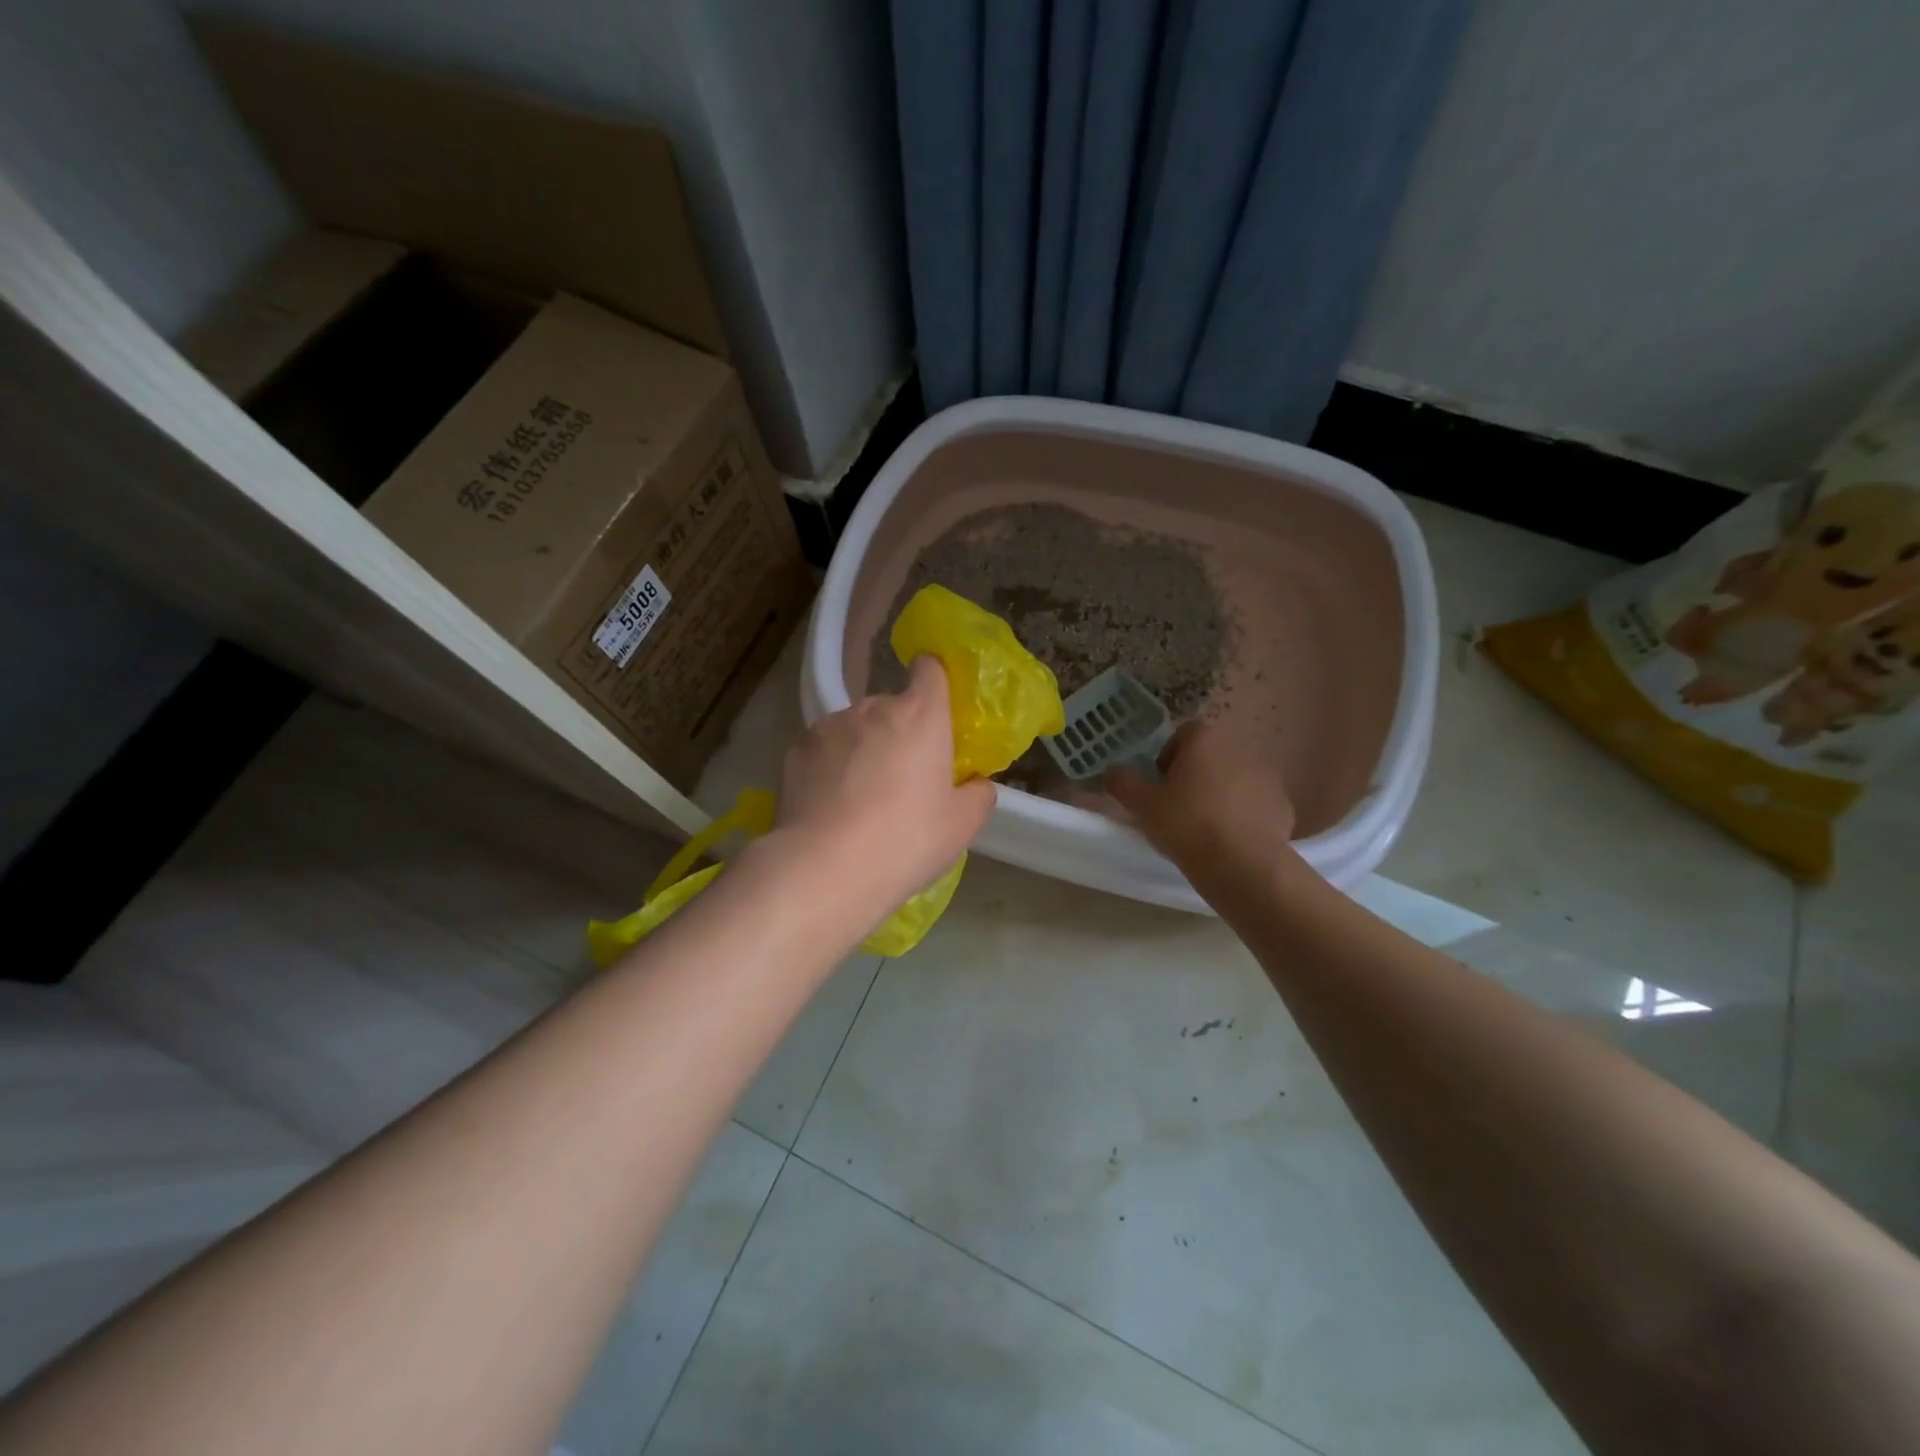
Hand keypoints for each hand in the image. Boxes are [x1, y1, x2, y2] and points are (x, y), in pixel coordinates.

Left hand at [774, 655, 996, 905]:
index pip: (930, 669)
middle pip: (892, 706)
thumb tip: (975, 784)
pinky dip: (830, 767)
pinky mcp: (795, 750)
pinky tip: (830, 806)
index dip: (934, 681)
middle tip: (903, 779)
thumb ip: (977, 794)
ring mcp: (829, 726)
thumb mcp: (961, 825)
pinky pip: (823, 750)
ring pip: (854, 728)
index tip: (936, 711)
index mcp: (921, 715)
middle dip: (899, 732)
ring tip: (860, 798)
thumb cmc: (906, 840)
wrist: (825, 868)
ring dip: (862, 749)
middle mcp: (873, 708)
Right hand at [1105, 720, 1297, 880]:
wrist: (1243, 865)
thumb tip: (1111, 771)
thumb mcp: (1142, 805)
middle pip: (1211, 755)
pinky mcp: (1283, 804)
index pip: (1183, 734)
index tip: (1160, 785)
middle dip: (1195, 775)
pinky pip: (1255, 802)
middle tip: (1178, 806)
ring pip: (1234, 778)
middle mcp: (1240, 748)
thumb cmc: (1187, 825)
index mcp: (1205, 740)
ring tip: (1205, 826)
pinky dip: (1243, 814)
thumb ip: (1123, 782)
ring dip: (1220, 793)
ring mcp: (1267, 775)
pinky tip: (1230, 839)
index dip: (1168, 757)